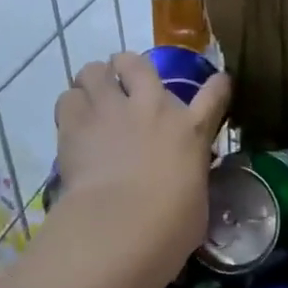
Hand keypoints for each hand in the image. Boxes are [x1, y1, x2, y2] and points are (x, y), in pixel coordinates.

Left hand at [52, 52, 231, 275]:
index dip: (218, 85)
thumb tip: (183, 182)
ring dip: (94, 82)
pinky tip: (71, 123)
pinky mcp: (76, 123)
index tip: (218, 81)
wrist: (123, 224)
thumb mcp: (195, 198)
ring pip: (94, 70)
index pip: (214, 95)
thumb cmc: (171, 225)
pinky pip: (68, 97)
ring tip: (91, 99)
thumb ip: (188, 177)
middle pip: (138, 63)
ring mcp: (112, 110)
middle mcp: (153, 107)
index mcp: (192, 129)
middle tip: (122, 84)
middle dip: (128, 68)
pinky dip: (70, 106)